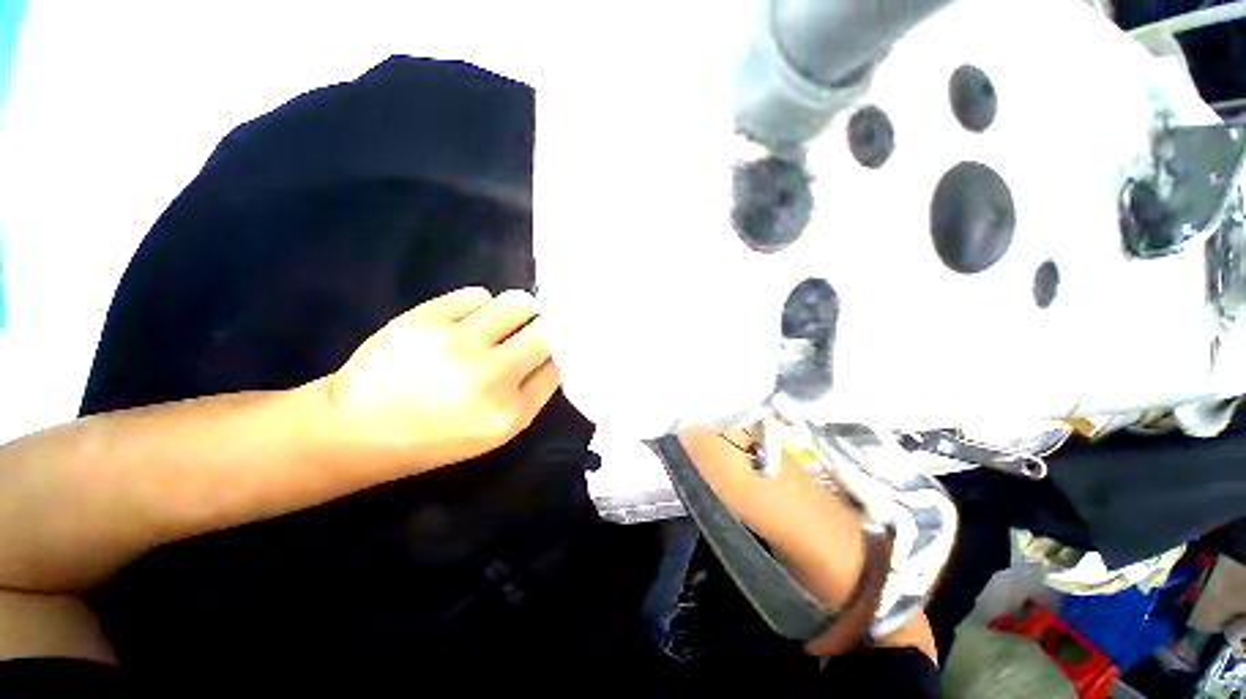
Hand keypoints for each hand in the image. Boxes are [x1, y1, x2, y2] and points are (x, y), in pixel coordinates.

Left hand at [325, 287, 560, 471]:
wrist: (357, 429)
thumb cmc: (435, 436)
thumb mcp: (496, 431)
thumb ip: (532, 394)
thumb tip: (554, 353)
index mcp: (509, 413)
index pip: (557, 367)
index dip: (556, 355)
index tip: (551, 350)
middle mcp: (490, 377)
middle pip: (546, 332)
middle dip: (546, 328)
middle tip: (534, 329)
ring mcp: (457, 344)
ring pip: (518, 303)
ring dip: (519, 310)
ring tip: (503, 321)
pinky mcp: (426, 319)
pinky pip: (478, 294)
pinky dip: (481, 305)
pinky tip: (467, 320)